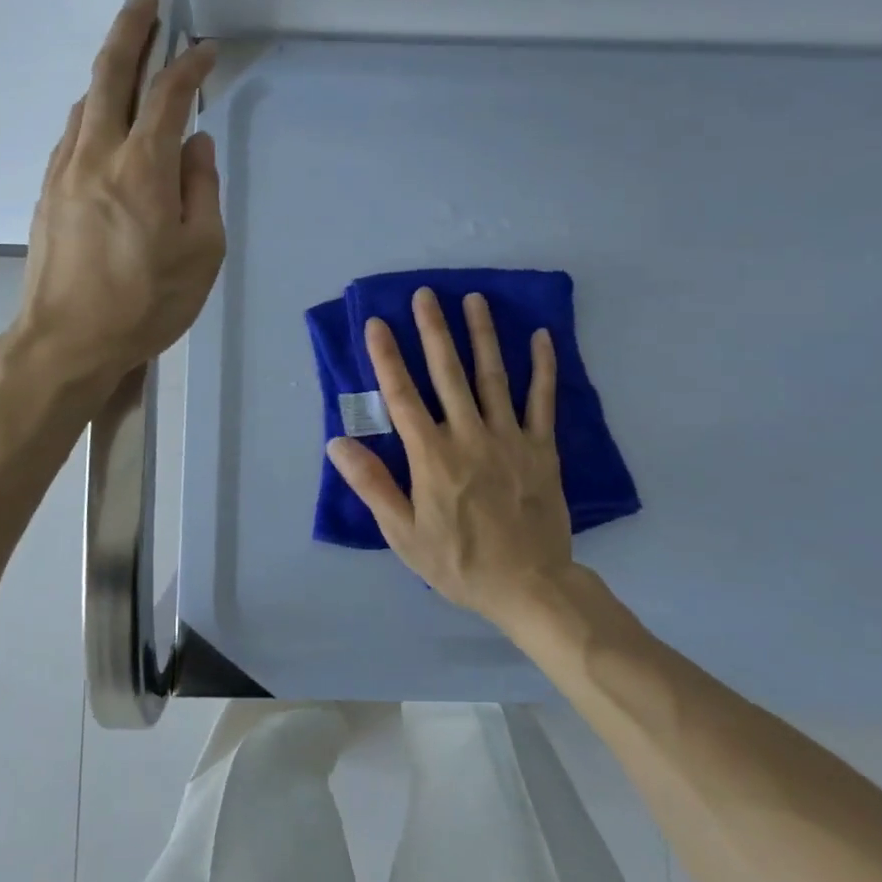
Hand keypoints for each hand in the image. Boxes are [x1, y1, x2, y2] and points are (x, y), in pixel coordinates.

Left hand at [14, 0, 225, 383]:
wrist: (66, 341)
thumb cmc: (146, 303)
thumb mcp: (202, 254)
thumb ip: (203, 191)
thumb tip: (197, 145)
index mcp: (143, 168)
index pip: (169, 96)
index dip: (190, 65)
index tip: (207, 49)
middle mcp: (98, 154)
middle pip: (111, 73)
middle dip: (131, 28)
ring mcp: (65, 170)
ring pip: (88, 101)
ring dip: (109, 68)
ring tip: (130, 53)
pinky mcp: (48, 190)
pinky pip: (74, 133)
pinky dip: (94, 109)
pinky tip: (105, 116)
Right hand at [326, 289, 573, 625]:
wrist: (530, 587)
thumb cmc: (458, 562)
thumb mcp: (403, 533)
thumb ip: (372, 484)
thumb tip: (338, 442)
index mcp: (432, 456)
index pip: (402, 396)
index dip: (387, 357)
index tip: (377, 323)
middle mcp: (468, 435)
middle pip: (447, 373)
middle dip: (434, 331)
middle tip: (425, 295)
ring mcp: (509, 438)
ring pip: (492, 376)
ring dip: (482, 335)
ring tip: (474, 299)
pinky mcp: (542, 448)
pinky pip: (542, 400)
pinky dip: (543, 367)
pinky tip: (541, 336)